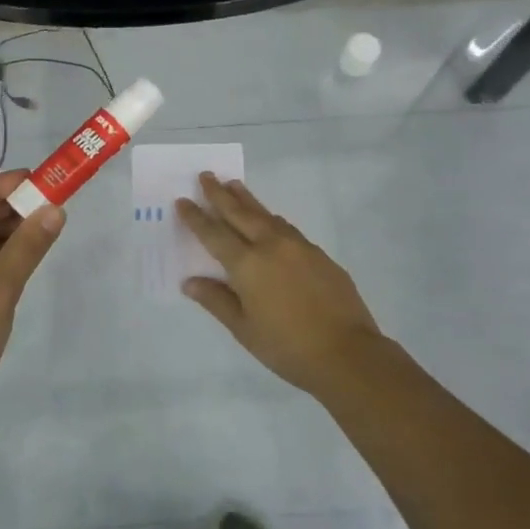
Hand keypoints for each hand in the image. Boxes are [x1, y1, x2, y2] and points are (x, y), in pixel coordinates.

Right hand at [177, 173, 387, 397]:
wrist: (347, 353)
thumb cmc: (287, 347)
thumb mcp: (243, 329)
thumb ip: (216, 300)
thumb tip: (190, 282)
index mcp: (247, 265)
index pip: (214, 234)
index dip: (196, 217)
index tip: (182, 200)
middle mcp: (270, 246)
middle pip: (239, 213)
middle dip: (219, 194)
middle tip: (206, 175)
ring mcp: (298, 246)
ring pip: (266, 215)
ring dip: (246, 199)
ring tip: (234, 185)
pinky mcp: (318, 254)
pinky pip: (286, 228)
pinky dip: (270, 218)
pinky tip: (269, 220)